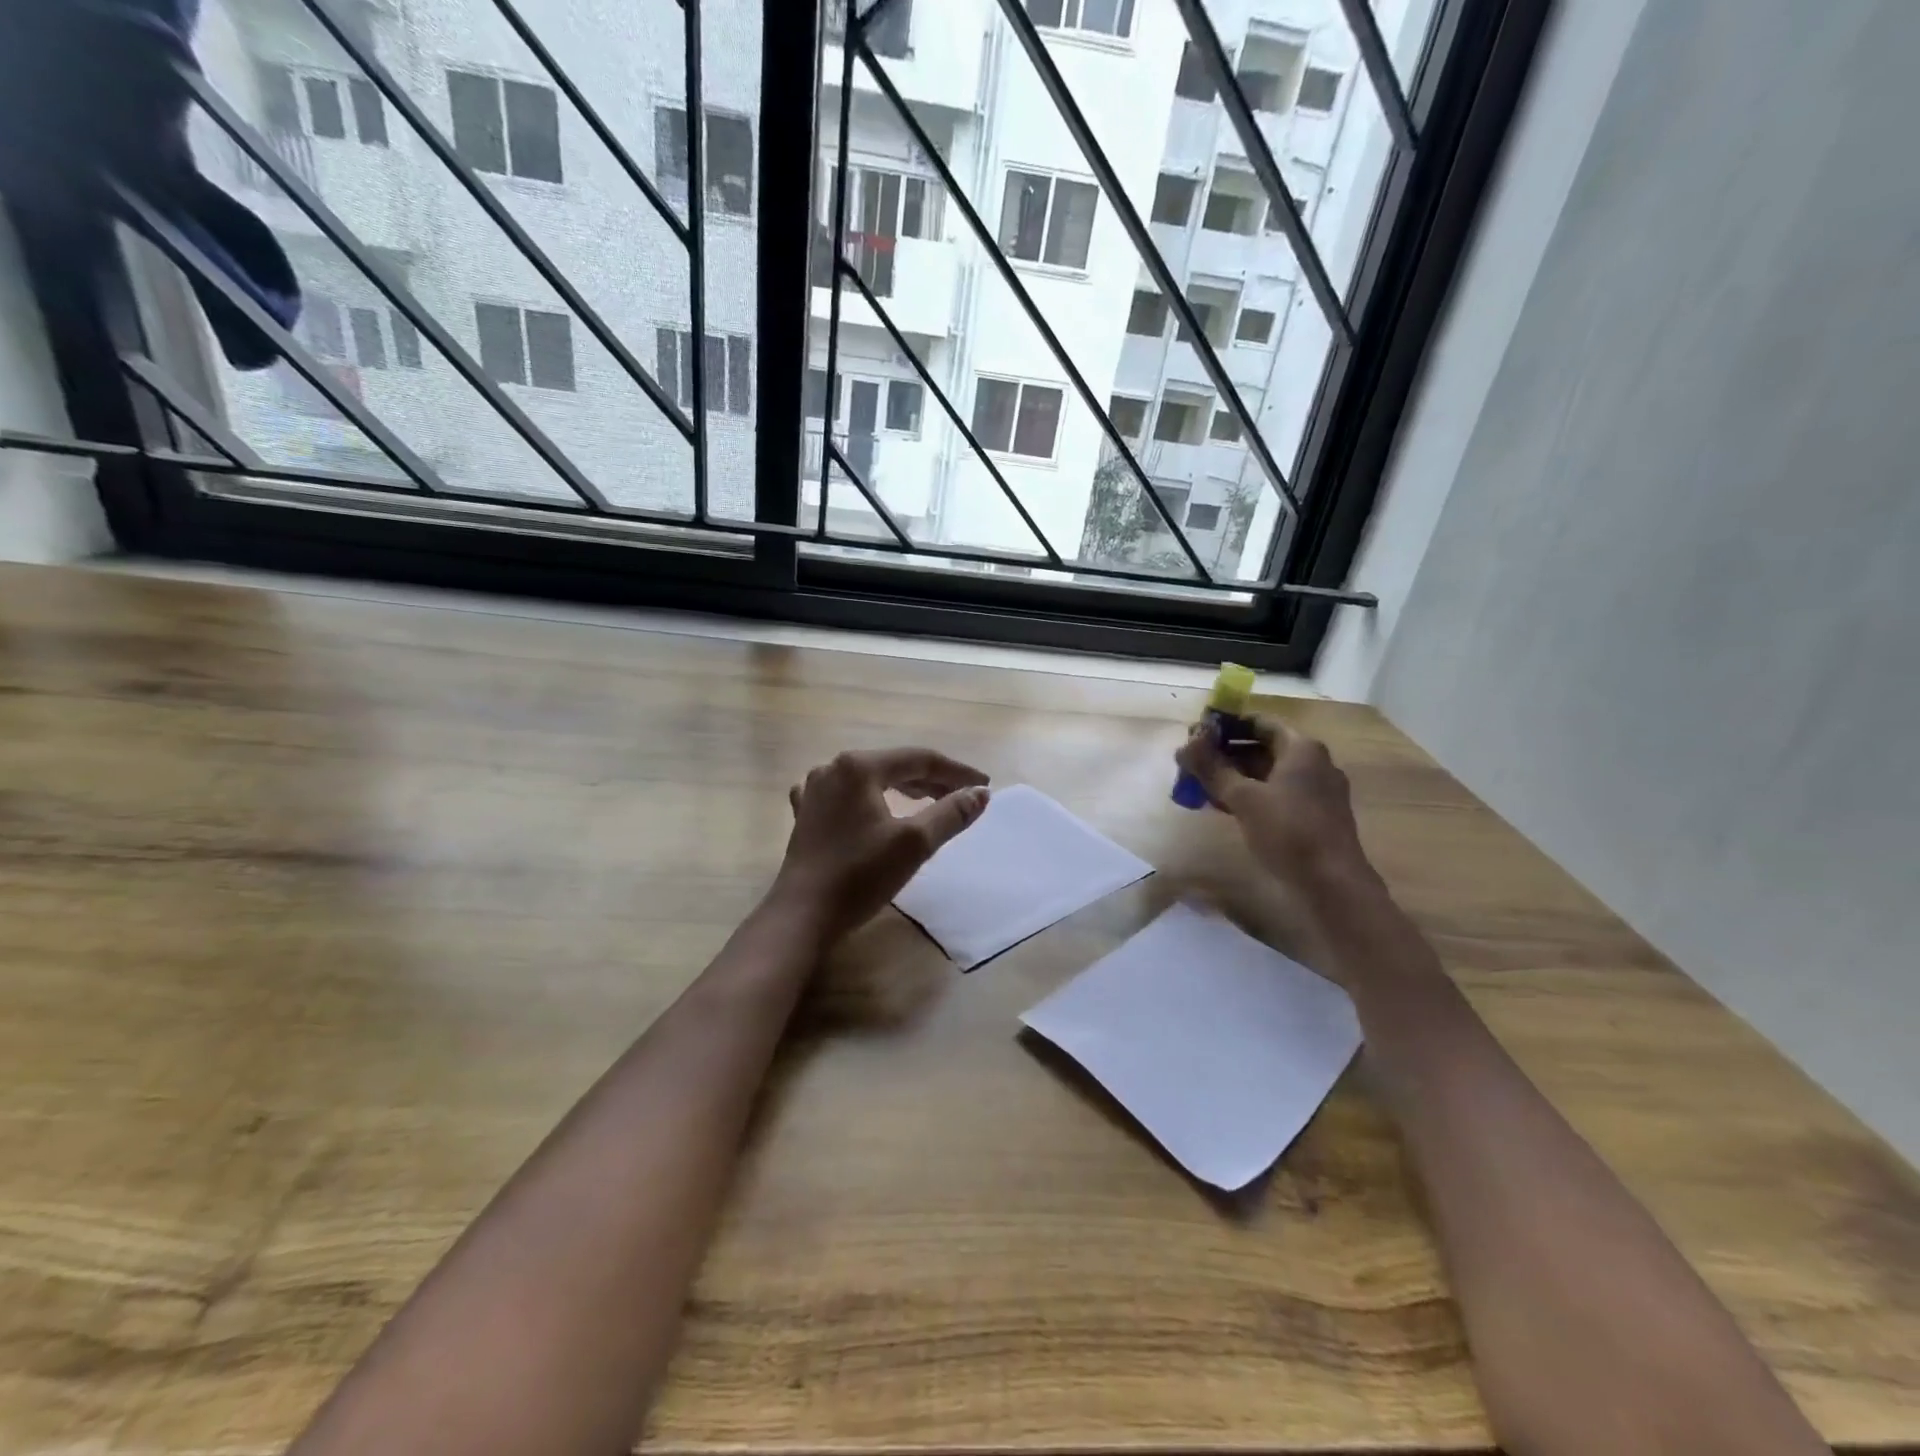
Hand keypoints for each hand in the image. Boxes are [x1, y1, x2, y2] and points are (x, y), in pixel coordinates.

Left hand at [771, 747, 990, 945]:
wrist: (802, 916)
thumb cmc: (860, 875)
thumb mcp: (915, 843)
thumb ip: (951, 813)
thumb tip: (980, 794)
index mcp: (859, 766)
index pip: (920, 759)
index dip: (956, 772)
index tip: (984, 787)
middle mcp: (833, 769)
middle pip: (894, 766)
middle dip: (932, 781)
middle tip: (962, 798)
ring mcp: (814, 792)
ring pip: (871, 781)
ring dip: (903, 789)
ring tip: (928, 802)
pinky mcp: (806, 816)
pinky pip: (846, 797)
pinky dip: (870, 801)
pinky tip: (871, 807)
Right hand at [1174, 715, 1377, 893]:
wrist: (1333, 884)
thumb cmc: (1289, 831)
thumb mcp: (1244, 798)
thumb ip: (1212, 769)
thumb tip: (1183, 746)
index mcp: (1302, 748)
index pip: (1259, 723)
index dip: (1226, 726)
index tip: (1196, 735)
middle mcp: (1313, 763)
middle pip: (1263, 747)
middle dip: (1226, 754)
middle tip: (1193, 763)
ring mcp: (1316, 790)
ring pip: (1268, 773)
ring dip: (1235, 777)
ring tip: (1201, 785)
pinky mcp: (1313, 815)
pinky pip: (1276, 794)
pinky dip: (1251, 795)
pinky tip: (1225, 807)